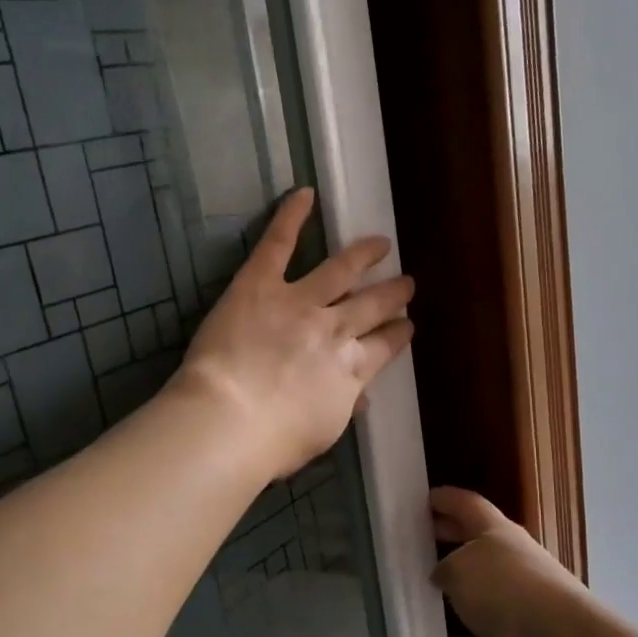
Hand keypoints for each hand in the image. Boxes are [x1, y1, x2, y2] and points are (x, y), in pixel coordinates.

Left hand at [173, 189, 414, 482]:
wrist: (231, 419)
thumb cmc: (273, 442)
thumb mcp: (322, 433)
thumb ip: (343, 406)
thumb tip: (358, 396)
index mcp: (351, 370)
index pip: (384, 347)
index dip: (397, 334)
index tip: (406, 326)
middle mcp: (335, 330)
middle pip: (373, 306)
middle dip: (393, 293)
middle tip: (406, 283)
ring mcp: (301, 301)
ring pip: (341, 270)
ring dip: (364, 255)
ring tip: (380, 243)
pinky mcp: (261, 283)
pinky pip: (279, 243)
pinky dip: (291, 216)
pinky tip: (305, 194)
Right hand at [430, 488, 584, 636]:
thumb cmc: (504, 589)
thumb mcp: (458, 570)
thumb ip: (444, 568)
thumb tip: (443, 574)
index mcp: (497, 529)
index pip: (468, 504)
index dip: (446, 499)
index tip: (425, 498)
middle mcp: (513, 551)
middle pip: (478, 535)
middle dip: (452, 532)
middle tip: (423, 535)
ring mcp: (525, 586)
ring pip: (487, 570)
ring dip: (464, 571)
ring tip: (435, 577)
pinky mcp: (529, 619)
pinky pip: (494, 603)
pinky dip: (476, 604)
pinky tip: (460, 613)